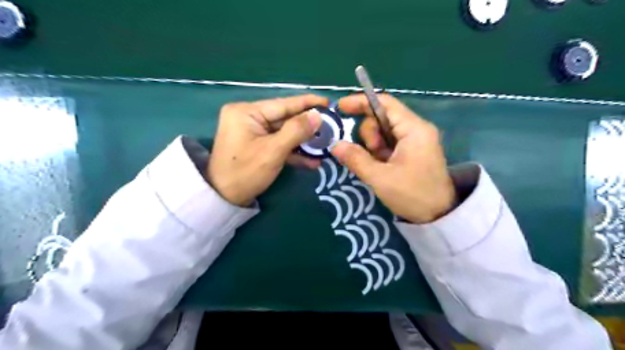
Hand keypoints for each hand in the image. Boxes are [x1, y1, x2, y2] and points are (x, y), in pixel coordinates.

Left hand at [208, 94, 329, 206]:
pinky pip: (278, 143)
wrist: (224, 199)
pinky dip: (293, 152)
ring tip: (325, 144)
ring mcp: (253, 132)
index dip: (307, 103)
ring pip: (284, 132)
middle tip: (331, 126)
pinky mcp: (257, 145)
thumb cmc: (245, 172)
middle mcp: (248, 117)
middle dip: (307, 126)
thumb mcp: (273, 151)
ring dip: (303, 141)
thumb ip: (296, 130)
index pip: (283, 104)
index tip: (328, 103)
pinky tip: (312, 161)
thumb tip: (318, 115)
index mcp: (246, 112)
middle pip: (285, 118)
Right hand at [329, 93, 457, 223]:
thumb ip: (356, 159)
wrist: (439, 217)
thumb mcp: (380, 178)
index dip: (361, 102)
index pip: (384, 103)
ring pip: (384, 132)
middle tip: (371, 156)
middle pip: (382, 118)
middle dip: (369, 135)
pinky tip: (381, 167)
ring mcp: (416, 141)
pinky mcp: (413, 151)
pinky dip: (380, 153)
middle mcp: (417, 129)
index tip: (340, 107)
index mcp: (414, 129)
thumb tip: (335, 144)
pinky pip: (390, 144)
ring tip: (378, 166)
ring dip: (374, 147)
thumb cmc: (412, 195)